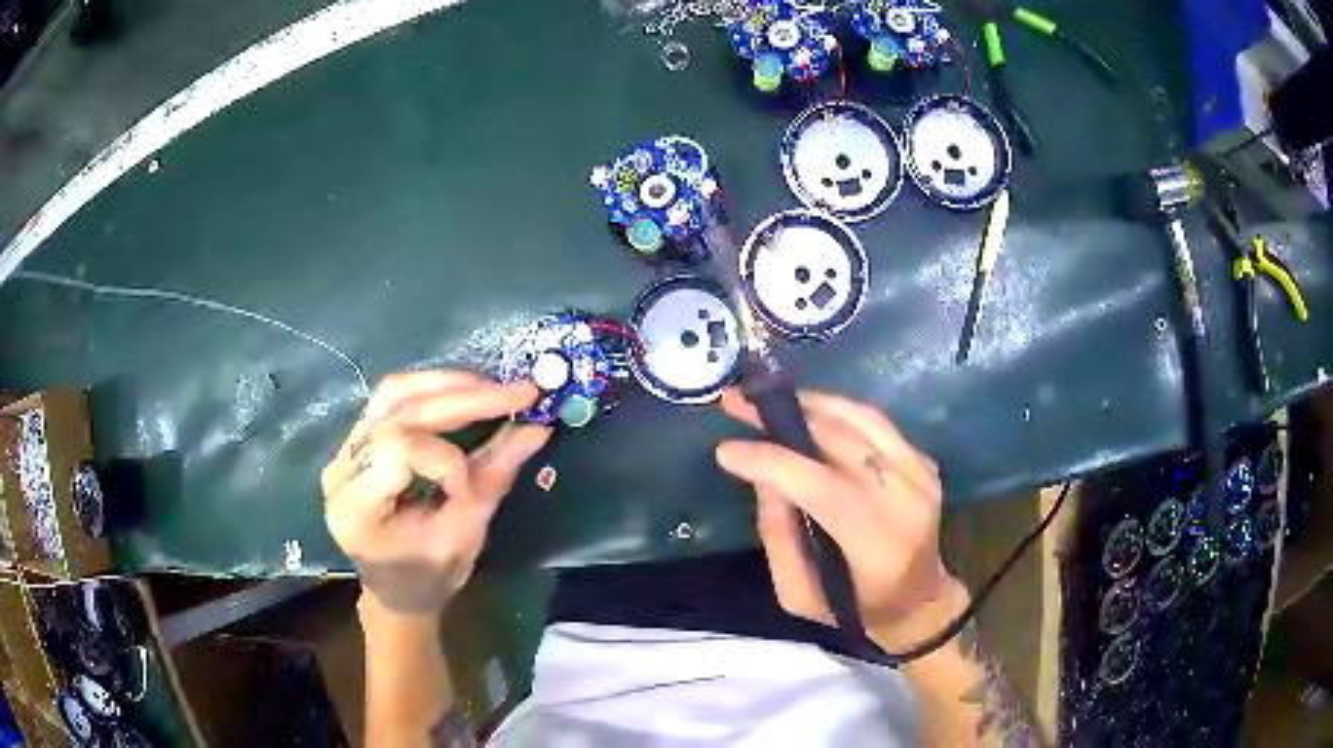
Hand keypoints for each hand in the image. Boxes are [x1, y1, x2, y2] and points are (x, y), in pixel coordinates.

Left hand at [321, 370, 550, 618]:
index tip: (470, 489)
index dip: (443, 459)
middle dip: (463, 399)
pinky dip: (434, 391)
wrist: (396, 589)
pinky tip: (466, 394)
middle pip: (399, 412)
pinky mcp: (359, 439)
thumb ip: (494, 477)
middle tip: (520, 394)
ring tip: (493, 388)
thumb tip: (538, 428)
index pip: (395, 451)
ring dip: (447, 384)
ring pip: (393, 392)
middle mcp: (342, 468)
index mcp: (355, 506)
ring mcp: (346, 449)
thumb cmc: (427, 577)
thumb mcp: (464, 537)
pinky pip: (393, 400)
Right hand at [715, 388, 967, 649]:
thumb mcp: (799, 595)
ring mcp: (921, 475)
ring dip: (810, 403)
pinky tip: (808, 415)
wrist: (920, 599)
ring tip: (768, 400)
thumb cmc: (855, 606)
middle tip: (739, 405)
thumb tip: (763, 478)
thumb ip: (778, 537)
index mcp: (876, 544)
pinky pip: (876, 423)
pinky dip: (837, 413)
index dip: (771, 462)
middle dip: (782, 417)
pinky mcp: (924, 461)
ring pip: (860, 418)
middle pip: (840, 440)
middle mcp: (906, 500)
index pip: (821, 486)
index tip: (726, 450)